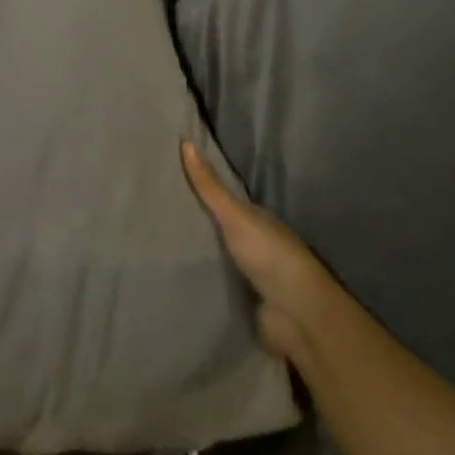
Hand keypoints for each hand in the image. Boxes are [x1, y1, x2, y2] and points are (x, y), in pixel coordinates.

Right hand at [182, 142, 336, 362]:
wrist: (296, 313)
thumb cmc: (269, 255)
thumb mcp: (235, 215)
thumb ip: (210, 187)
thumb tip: (186, 142)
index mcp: (259, 221)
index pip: (227, 202)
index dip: (202, 192)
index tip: (171, 183)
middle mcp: (258, 245)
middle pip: (223, 231)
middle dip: (198, 225)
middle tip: (158, 214)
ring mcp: (254, 276)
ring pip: (221, 259)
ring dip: (200, 256)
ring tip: (160, 246)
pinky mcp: (246, 303)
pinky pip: (219, 287)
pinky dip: (204, 282)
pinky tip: (178, 278)